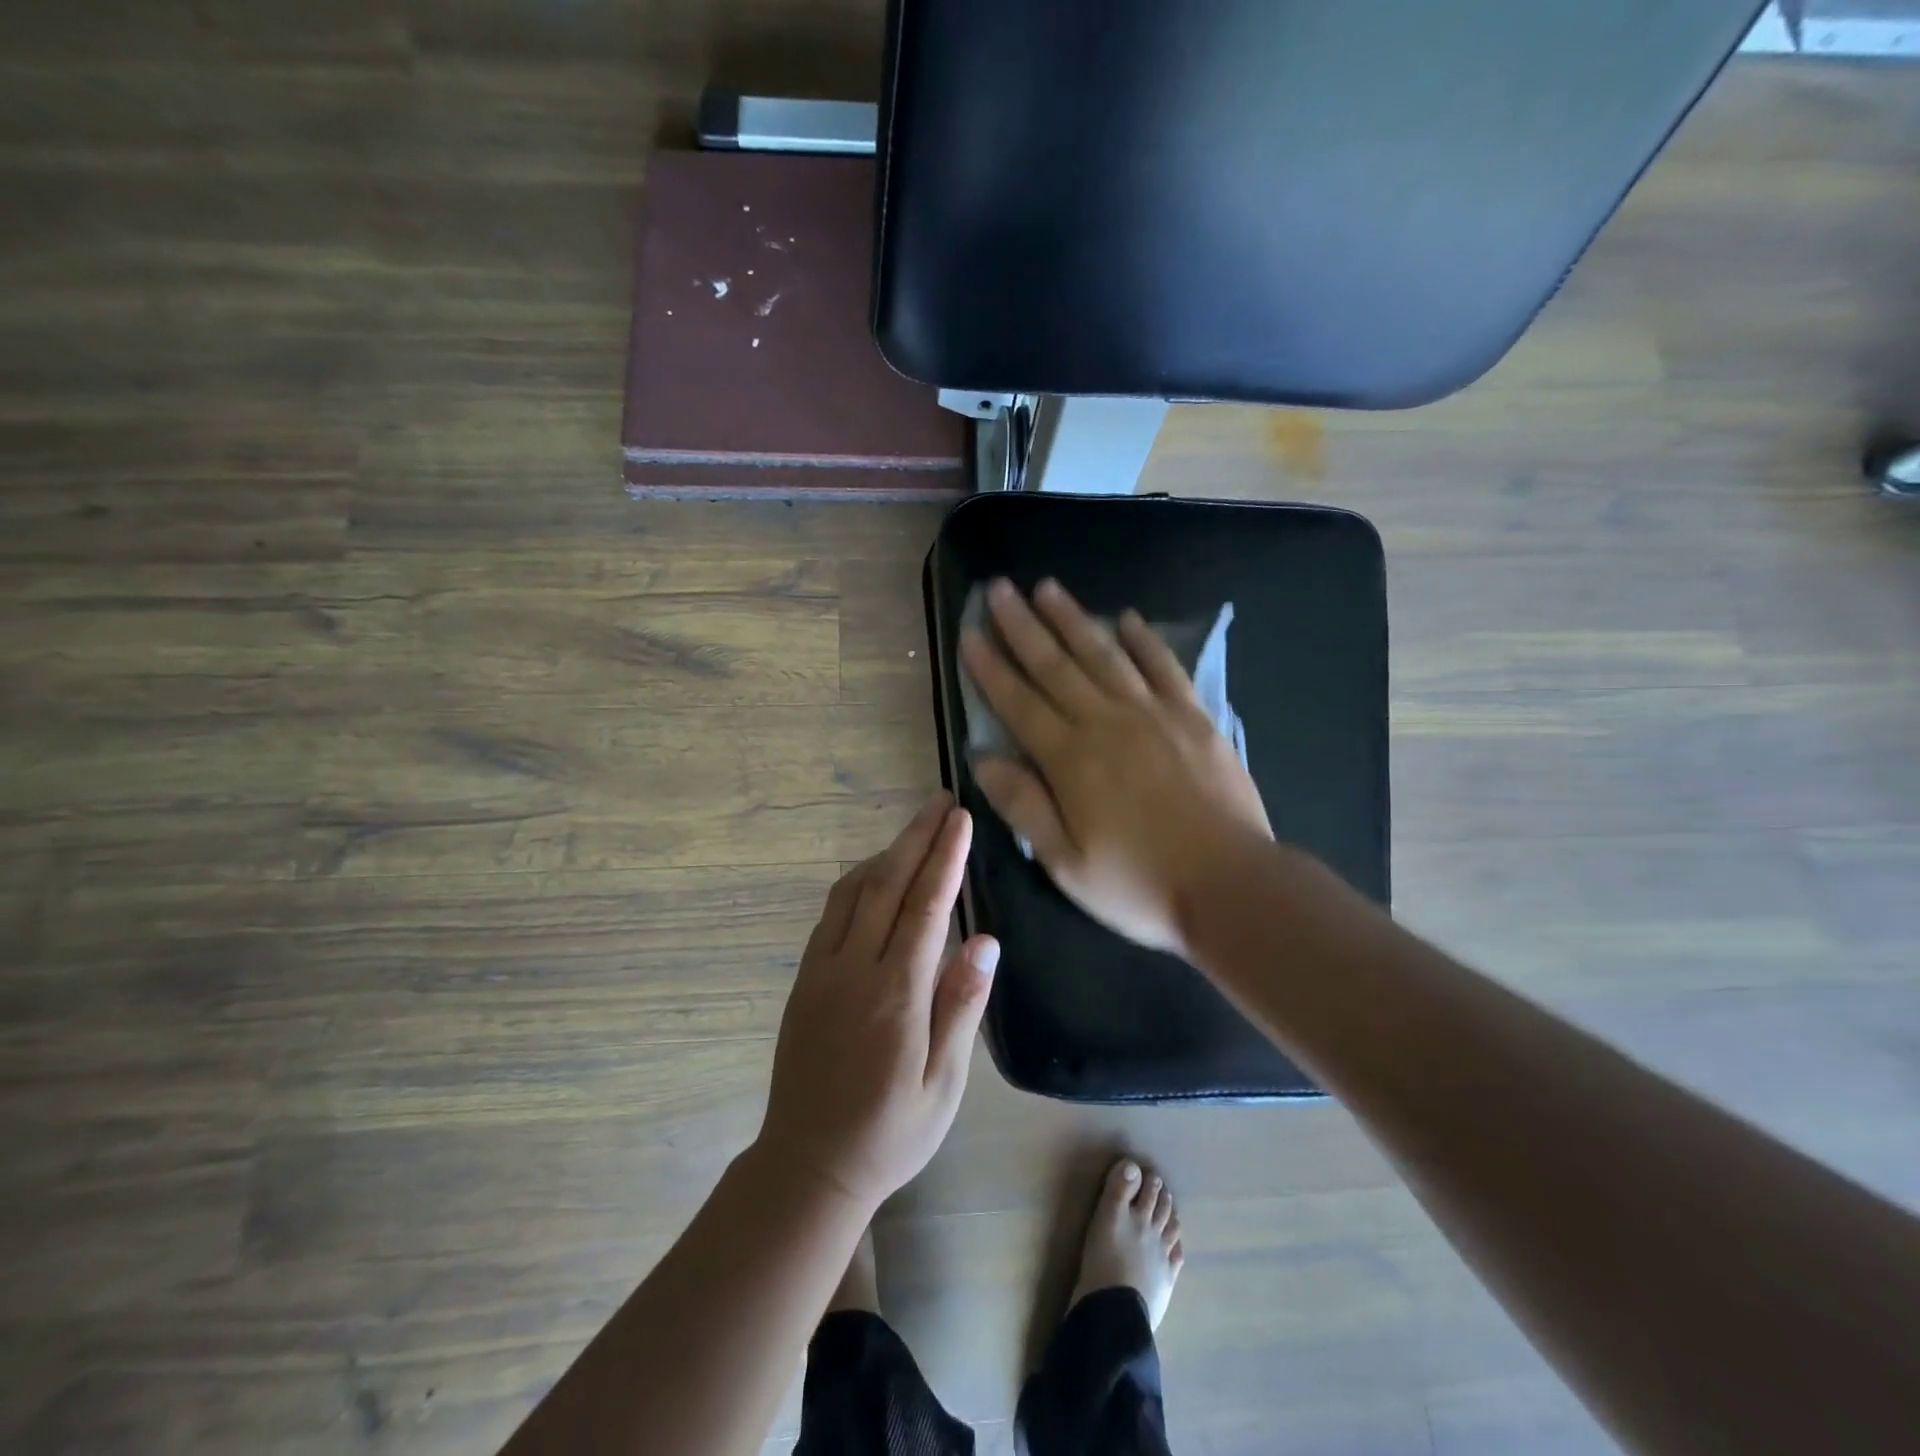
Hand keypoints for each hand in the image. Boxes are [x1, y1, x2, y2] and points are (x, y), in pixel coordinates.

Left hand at [757, 793, 999, 1212]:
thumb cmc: (890, 1132)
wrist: (808, 1164)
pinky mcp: (803, 978)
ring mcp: (821, 971)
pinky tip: (875, 875)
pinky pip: (831, 913)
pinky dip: (858, 881)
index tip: (961, 819)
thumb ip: (961, 1005)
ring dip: (886, 852)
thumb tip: (984, 939)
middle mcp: (853, 970)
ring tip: (916, 829)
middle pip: (886, 884)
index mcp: (895, 995)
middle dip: (916, 837)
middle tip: (941, 801)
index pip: (925, 907)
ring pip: (853, 891)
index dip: (945, 858)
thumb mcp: (943, 1084)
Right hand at [959, 577, 1272, 957]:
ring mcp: (1153, 714)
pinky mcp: (1193, 717)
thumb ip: (1023, 806)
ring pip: (1104, 654)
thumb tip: (983, 759)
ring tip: (1048, 587)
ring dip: (1073, 619)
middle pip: (1056, 665)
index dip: (991, 667)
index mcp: (1070, 759)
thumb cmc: (1138, 883)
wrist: (1230, 885)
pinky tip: (1127, 619)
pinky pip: (1163, 667)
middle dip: (1023, 626)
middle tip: (1000, 589)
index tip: (971, 633)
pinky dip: (1144, 640)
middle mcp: (1106, 722)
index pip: (1019, 702)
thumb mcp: (1065, 862)